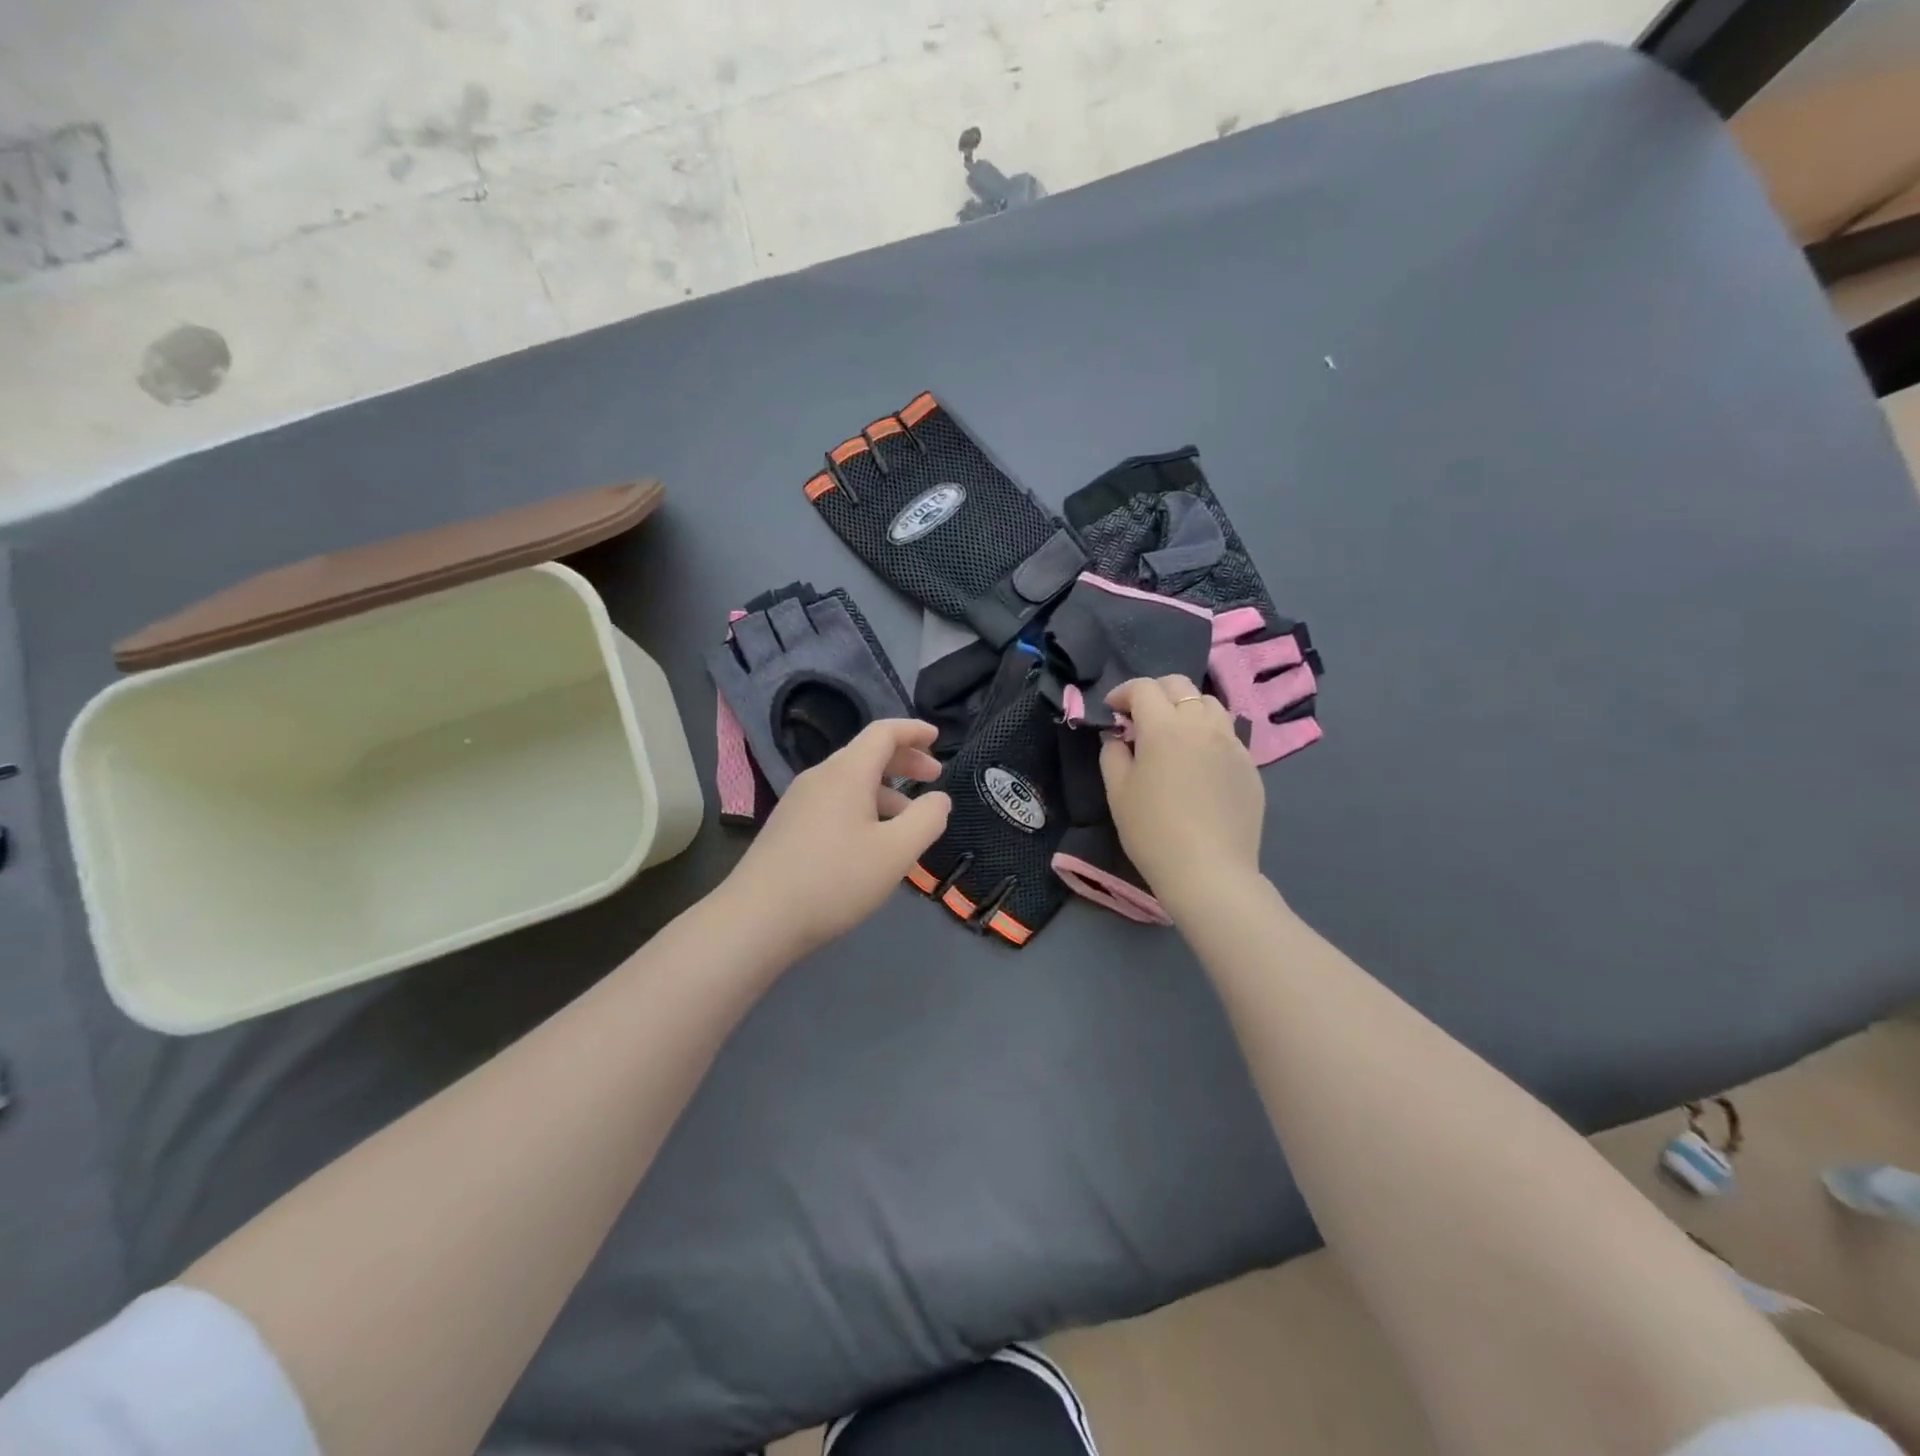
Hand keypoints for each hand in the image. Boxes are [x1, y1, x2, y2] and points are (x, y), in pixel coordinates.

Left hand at [723, 719, 951, 957]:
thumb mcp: (896, 852)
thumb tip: (939, 799)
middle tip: (934, 777)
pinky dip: (863, 807)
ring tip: (909, 819)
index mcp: (847, 772)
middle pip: (867, 754)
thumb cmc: (834, 879)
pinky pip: (835, 802)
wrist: (757, 918)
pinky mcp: (788, 826)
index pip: (884, 733)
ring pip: (850, 782)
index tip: (937, 736)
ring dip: (885, 790)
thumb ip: (927, 820)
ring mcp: (799, 801)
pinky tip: (872, 841)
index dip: (913, 730)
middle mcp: (820, 777)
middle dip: (904, 761)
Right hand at [1100, 675, 1265, 911]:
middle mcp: (1202, 725)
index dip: (1123, 693)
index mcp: (1164, 728)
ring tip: (1174, 733)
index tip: (1112, 710)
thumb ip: (1113, 754)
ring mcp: (1232, 743)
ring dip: (1186, 708)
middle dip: (1155, 692)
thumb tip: (1118, 736)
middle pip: (1180, 686)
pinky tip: (1198, 762)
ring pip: (1210, 704)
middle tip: (1140, 717)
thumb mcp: (1118, 792)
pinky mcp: (1249, 765)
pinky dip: (1208, 734)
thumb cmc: (1153, 832)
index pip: (1144, 688)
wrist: (1209, 871)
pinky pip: (1228, 734)